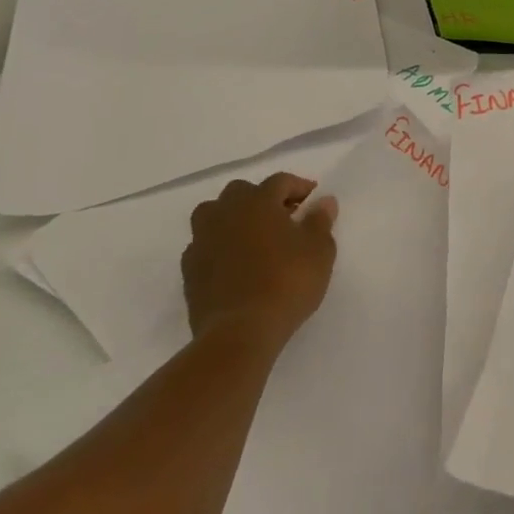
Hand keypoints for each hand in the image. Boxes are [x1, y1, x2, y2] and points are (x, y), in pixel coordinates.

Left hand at [183, 173, 338, 347]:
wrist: (240, 332)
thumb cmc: (287, 282)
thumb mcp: (319, 250)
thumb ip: (320, 221)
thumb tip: (323, 201)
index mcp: (258, 201)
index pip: (279, 181)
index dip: (298, 186)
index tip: (313, 199)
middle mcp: (226, 213)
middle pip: (241, 192)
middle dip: (262, 198)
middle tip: (283, 216)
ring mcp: (202, 241)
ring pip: (214, 215)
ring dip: (233, 218)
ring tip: (254, 236)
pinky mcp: (189, 271)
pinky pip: (205, 245)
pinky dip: (219, 246)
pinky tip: (236, 263)